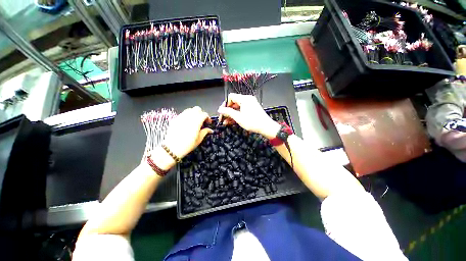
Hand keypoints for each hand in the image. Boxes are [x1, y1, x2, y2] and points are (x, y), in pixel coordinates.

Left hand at [163, 106, 212, 158]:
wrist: (172, 148)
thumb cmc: (187, 145)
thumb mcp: (199, 139)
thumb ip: (205, 132)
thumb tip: (210, 130)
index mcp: (196, 121)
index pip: (204, 114)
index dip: (208, 117)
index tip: (208, 123)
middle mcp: (189, 117)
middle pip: (197, 109)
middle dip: (201, 113)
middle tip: (202, 121)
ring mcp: (181, 117)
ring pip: (189, 110)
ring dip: (194, 113)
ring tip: (195, 121)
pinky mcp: (175, 119)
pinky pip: (183, 114)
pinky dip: (187, 116)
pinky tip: (187, 123)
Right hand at [217, 93, 279, 138]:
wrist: (266, 127)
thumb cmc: (252, 122)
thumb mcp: (238, 117)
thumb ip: (228, 112)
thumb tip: (220, 109)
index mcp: (244, 99)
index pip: (230, 97)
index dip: (225, 104)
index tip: (222, 112)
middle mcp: (247, 99)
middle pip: (233, 102)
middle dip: (227, 111)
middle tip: (223, 119)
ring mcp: (250, 104)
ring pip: (237, 107)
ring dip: (231, 114)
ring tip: (226, 122)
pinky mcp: (252, 109)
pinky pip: (242, 110)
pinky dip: (237, 115)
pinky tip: (232, 122)